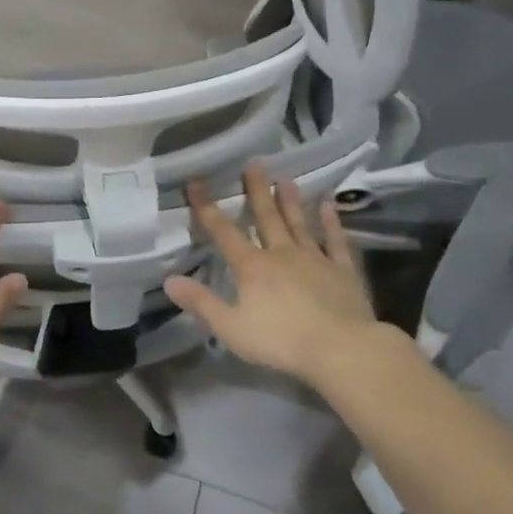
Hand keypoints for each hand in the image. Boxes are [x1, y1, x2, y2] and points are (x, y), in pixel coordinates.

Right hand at [164, 164, 399, 384]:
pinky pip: (335, 241)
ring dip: (291, 201)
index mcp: (252, 267)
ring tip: (286, 178)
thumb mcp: (231, 328)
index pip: (223, 232)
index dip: (207, 208)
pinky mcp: (342, 271)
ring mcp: (315, 259)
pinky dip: (332, 223)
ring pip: (299, 224)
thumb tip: (170, 280)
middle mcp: (281, 254)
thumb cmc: (281, 341)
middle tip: (254, 164)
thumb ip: (201, 303)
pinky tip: (330, 205)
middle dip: (257, 191)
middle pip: (266, 218)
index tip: (196, 183)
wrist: (341, 349)